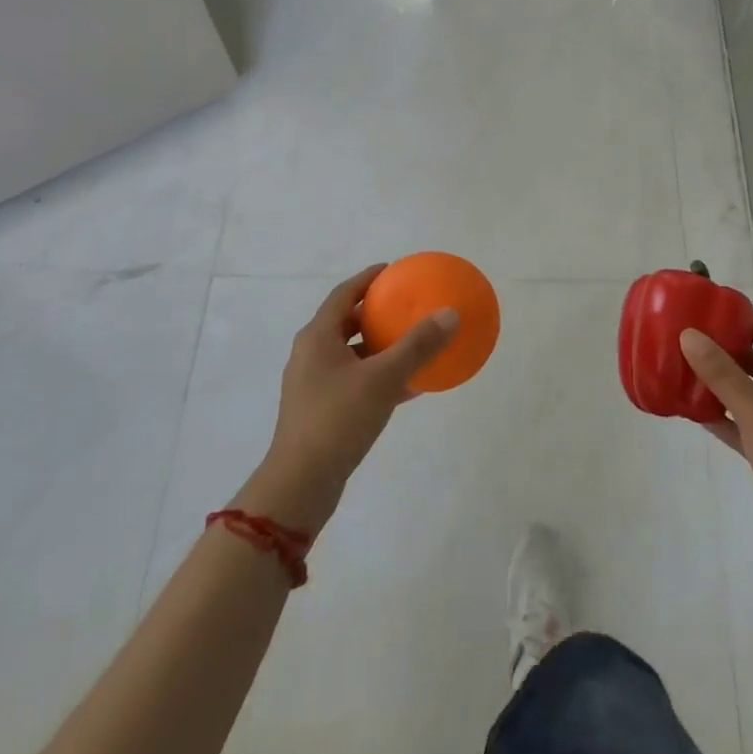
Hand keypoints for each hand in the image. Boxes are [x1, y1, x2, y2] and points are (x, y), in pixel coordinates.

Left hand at [237, 265, 457, 536]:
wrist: (302, 483)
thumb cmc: (338, 419)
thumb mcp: (383, 378)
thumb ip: (418, 345)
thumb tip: (450, 313)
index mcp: (318, 337)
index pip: (344, 294)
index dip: (368, 278)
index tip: (394, 270)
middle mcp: (311, 354)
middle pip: (347, 322)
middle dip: (376, 312)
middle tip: (406, 305)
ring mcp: (314, 384)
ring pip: (352, 354)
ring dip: (380, 346)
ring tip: (412, 343)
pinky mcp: (321, 411)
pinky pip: (355, 381)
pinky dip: (379, 376)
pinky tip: (410, 386)